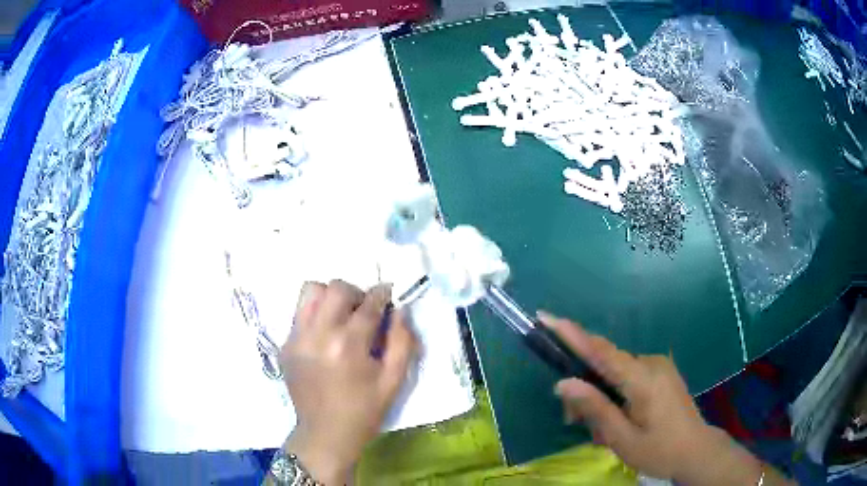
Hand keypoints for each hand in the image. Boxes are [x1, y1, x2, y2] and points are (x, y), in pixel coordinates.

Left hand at [281, 280, 417, 484]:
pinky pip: (299, 313)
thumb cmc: (364, 410)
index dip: (382, 294)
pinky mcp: (285, 345)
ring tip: (340, 315)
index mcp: (348, 345)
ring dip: (330, 296)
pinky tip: (325, 334)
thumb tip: (400, 310)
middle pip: (336, 288)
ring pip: (310, 291)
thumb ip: (402, 341)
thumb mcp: (394, 381)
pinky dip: (315, 313)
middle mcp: (318, 334)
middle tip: (364, 310)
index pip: (368, 304)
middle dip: (356, 293)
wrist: (325, 434)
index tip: (388, 293)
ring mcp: (297, 338)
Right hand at [539, 312, 793, 484]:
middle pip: (604, 364)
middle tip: (572, 421)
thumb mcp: (622, 438)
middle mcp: (651, 363)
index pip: (600, 351)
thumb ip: (594, 408)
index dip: (571, 333)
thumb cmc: (659, 450)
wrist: (696, 450)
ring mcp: (658, 365)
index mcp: (642, 379)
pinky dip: (614, 392)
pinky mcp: (661, 372)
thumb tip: (563, 383)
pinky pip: (628, 375)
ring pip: (615, 372)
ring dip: (599, 394)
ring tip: (598, 428)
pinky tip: (615, 416)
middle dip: (584, 387)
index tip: (546, 317)